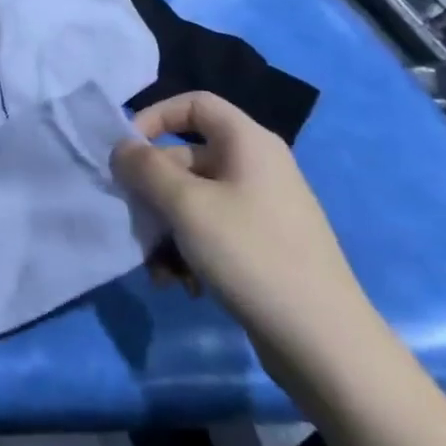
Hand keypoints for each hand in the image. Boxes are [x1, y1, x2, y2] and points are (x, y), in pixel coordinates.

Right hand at [110, 91, 386, 397]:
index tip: (126, 152)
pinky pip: (209, 230)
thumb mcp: (185, 205)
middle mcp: (256, 167)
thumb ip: (144, 168)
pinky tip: (180, 284)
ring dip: (164, 230)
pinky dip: (187, 250)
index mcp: (248, 143)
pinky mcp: (260, 245)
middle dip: (151, 192)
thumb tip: (121, 148)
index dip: (154, 117)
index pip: (194, 104)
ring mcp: (260, 208)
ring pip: (191, 200)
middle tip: (134, 223)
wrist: (323, 342)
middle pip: (184, 158)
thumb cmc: (250, 254)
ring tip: (158, 269)